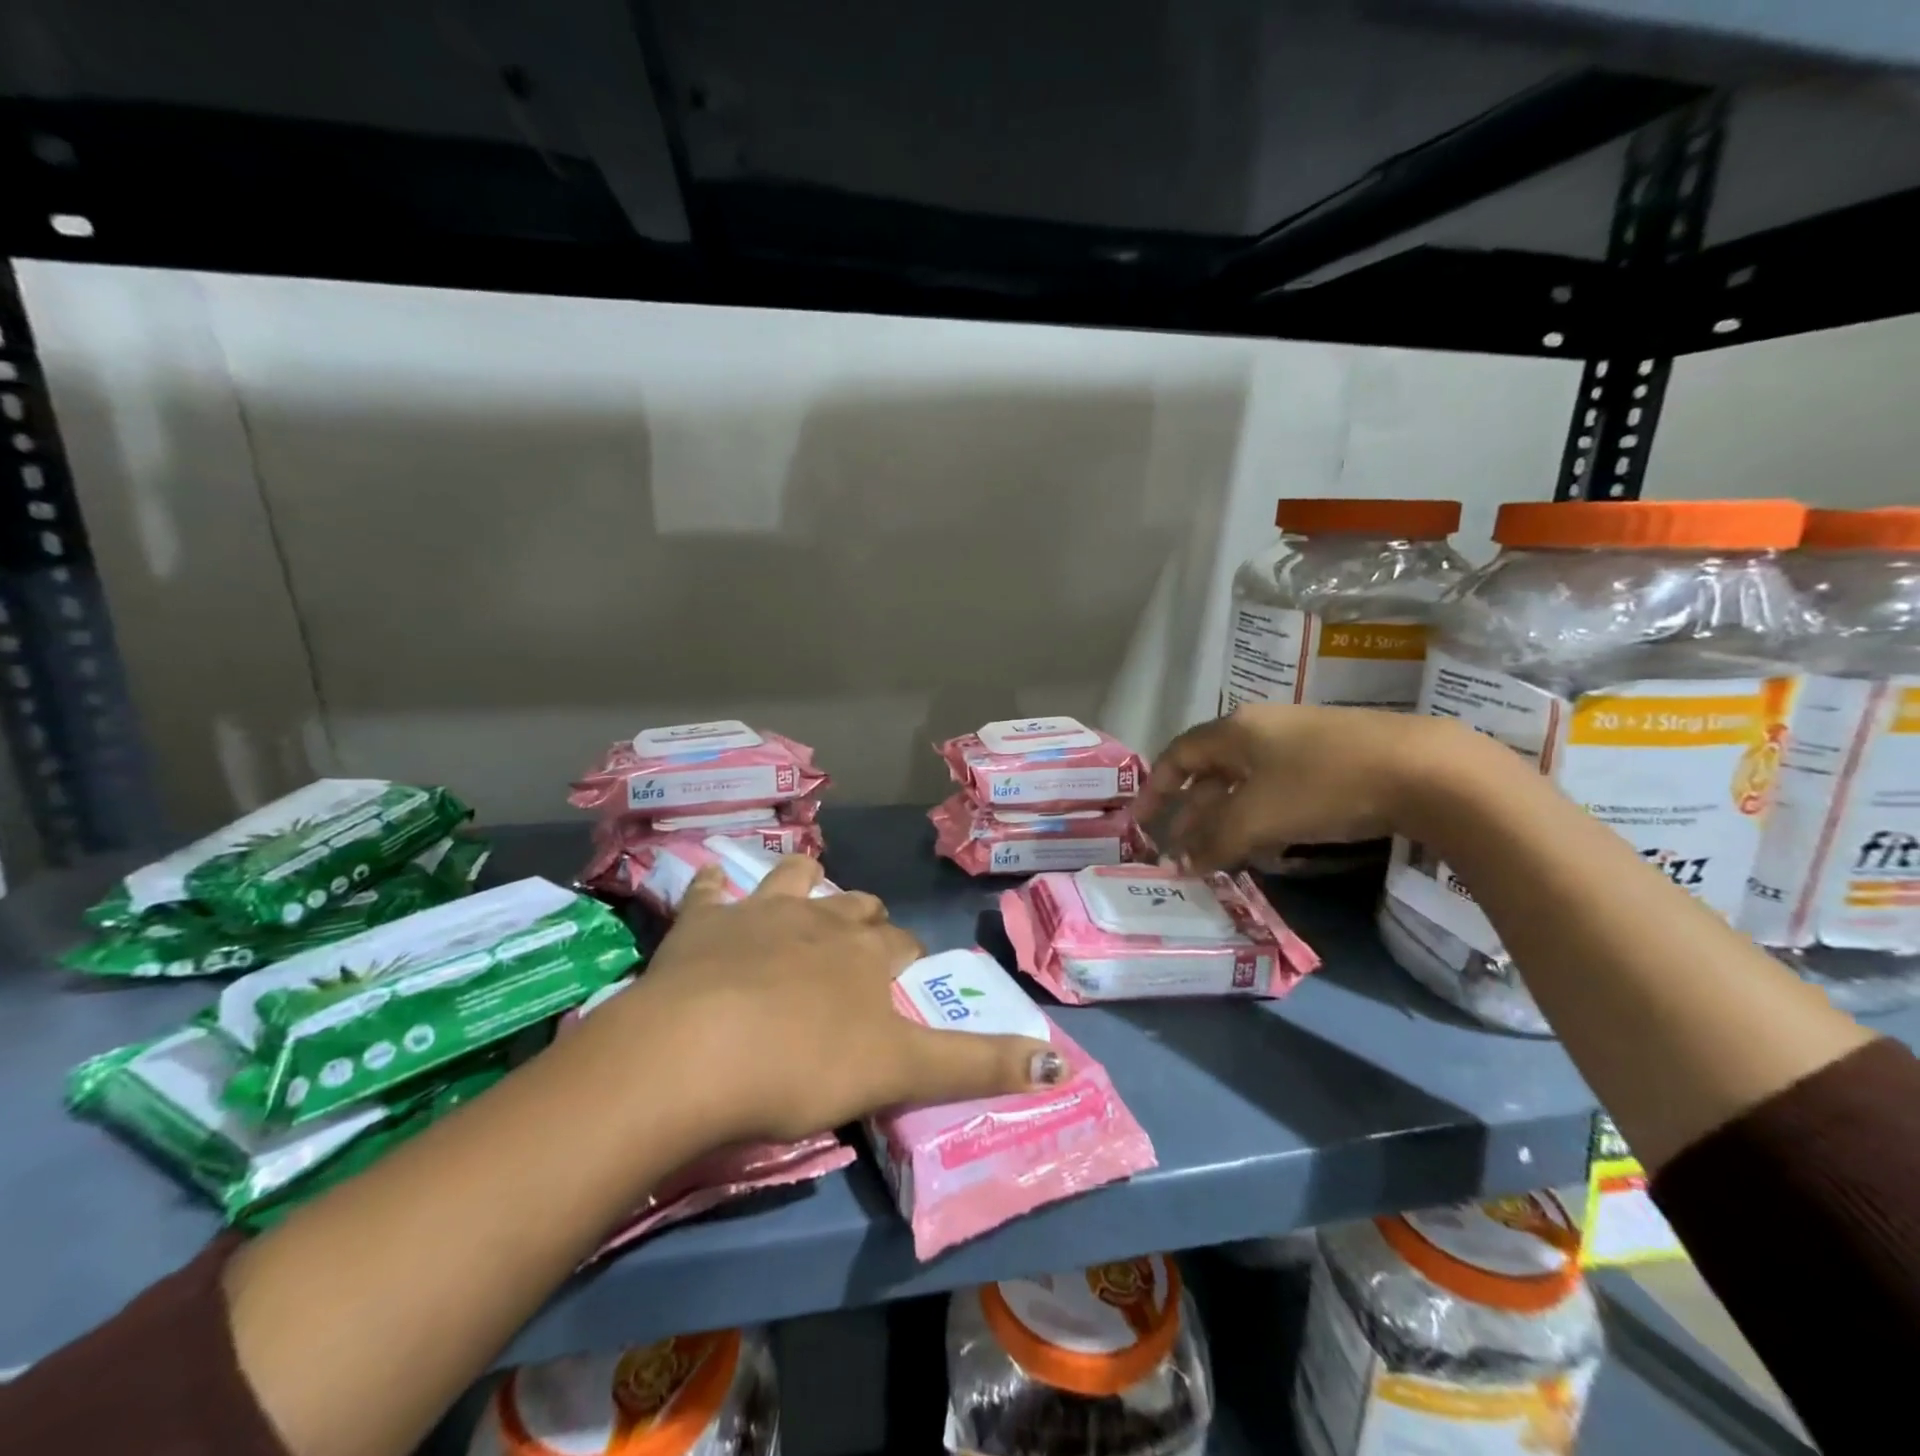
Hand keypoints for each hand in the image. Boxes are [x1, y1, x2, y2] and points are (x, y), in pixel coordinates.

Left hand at [597, 855, 1062, 1144]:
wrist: (695, 1054)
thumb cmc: (804, 1066)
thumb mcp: (900, 1073)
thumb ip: (977, 1066)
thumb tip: (1061, 1064)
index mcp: (866, 953)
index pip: (903, 944)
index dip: (907, 960)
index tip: (903, 983)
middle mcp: (820, 919)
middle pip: (855, 907)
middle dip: (863, 922)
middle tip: (857, 954)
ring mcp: (758, 913)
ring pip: (794, 877)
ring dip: (802, 883)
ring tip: (801, 901)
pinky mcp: (702, 922)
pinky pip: (710, 890)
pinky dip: (714, 889)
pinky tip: (712, 889)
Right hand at [1139, 705, 1465, 870]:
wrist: (1423, 770)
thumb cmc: (1321, 785)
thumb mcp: (1256, 818)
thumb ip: (1212, 841)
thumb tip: (1180, 864)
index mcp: (1234, 730)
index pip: (1177, 755)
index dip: (1154, 789)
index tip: (1140, 822)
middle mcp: (1260, 729)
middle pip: (1210, 771)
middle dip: (1190, 813)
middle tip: (1179, 851)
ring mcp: (1297, 743)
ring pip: (1244, 784)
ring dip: (1224, 820)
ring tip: (1216, 856)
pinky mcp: (1330, 761)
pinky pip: (1276, 789)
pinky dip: (1259, 817)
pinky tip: (1265, 844)